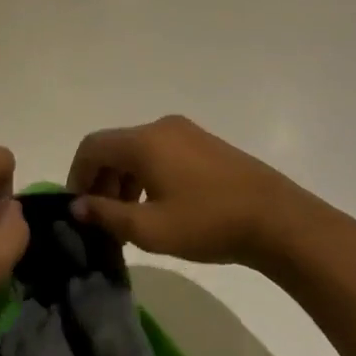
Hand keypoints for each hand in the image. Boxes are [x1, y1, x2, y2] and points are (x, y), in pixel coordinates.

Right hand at [68, 115, 350, 277]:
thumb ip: (107, 214)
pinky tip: (158, 206)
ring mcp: (186, 133)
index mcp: (144, 142)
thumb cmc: (208, 223)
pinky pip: (160, 153)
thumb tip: (77, 206)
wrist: (279, 220)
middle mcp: (161, 128)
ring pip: (138, 151)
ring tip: (129, 218)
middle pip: (114, 147)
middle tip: (103, 218)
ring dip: (124, 180)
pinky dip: (147, 175)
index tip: (78, 207)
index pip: (92, 147)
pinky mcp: (205, 144)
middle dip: (101, 180)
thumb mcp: (150, 228)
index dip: (77, 175)